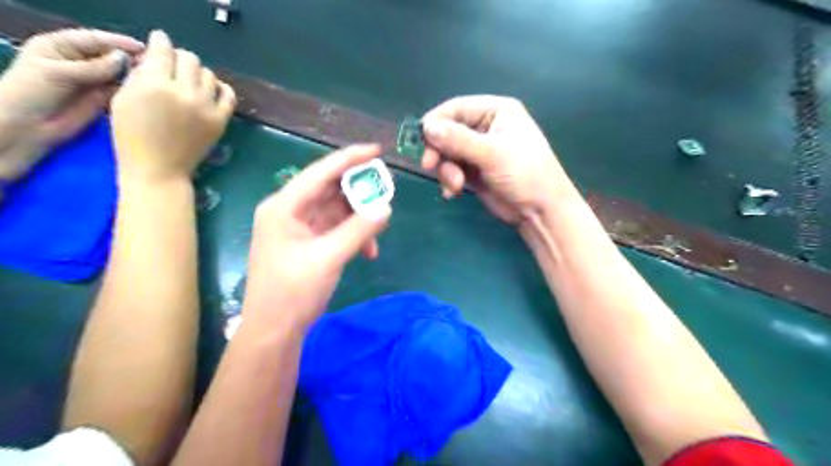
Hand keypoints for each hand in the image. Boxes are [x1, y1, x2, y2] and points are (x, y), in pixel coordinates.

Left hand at [0, 30, 142, 179]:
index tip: (144, 48)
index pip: (94, 40)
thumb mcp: (59, 73)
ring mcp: (92, 81)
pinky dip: (133, 90)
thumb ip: (93, 67)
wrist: (28, 127)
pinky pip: (121, 91)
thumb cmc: (32, 92)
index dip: (118, 42)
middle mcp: (79, 61)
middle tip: (156, 65)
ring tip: (157, 79)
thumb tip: (124, 58)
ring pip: (118, 74)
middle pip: (109, 56)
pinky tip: (148, 92)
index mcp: (61, 46)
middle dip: (130, 59)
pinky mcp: (102, 99)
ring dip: (135, 75)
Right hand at [110, 31, 232, 181]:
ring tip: (189, 80)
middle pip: (190, 59)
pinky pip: (229, 95)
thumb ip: (139, 75)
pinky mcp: (221, 120)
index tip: (160, 40)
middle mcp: (185, 92)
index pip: (163, 51)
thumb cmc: (132, 136)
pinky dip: (221, 87)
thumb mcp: (122, 99)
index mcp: (155, 84)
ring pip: (209, 74)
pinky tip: (211, 89)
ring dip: (198, 73)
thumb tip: (153, 58)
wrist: (159, 169)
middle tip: (172, 65)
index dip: (161, 42)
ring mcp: (207, 107)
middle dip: (178, 57)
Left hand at [244, 145, 393, 331]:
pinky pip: (335, 229)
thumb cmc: (293, 292)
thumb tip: (386, 208)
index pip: (320, 172)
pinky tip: (368, 250)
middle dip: (359, 194)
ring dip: (359, 219)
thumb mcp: (329, 258)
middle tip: (385, 196)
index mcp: (284, 206)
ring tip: (379, 230)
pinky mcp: (307, 243)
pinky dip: (353, 235)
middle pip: (329, 190)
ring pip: (336, 210)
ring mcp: (298, 227)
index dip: (349, 159)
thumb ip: (359, 230)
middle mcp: (289, 211)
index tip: (377, 151)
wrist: (274, 331)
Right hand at [423, 94, 579, 223]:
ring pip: (447, 153)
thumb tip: (427, 127)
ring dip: (446, 170)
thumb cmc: (524, 174)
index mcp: (495, 111)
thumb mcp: (492, 154)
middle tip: (430, 166)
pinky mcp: (474, 170)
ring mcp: (478, 150)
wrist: (540, 210)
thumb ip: (459, 140)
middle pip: (447, 131)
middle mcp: (485, 127)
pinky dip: (448, 180)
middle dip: (439, 151)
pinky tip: (452, 192)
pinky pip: (451, 169)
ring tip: (455, 185)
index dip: (436, 122)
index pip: (456, 108)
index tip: (422, 141)